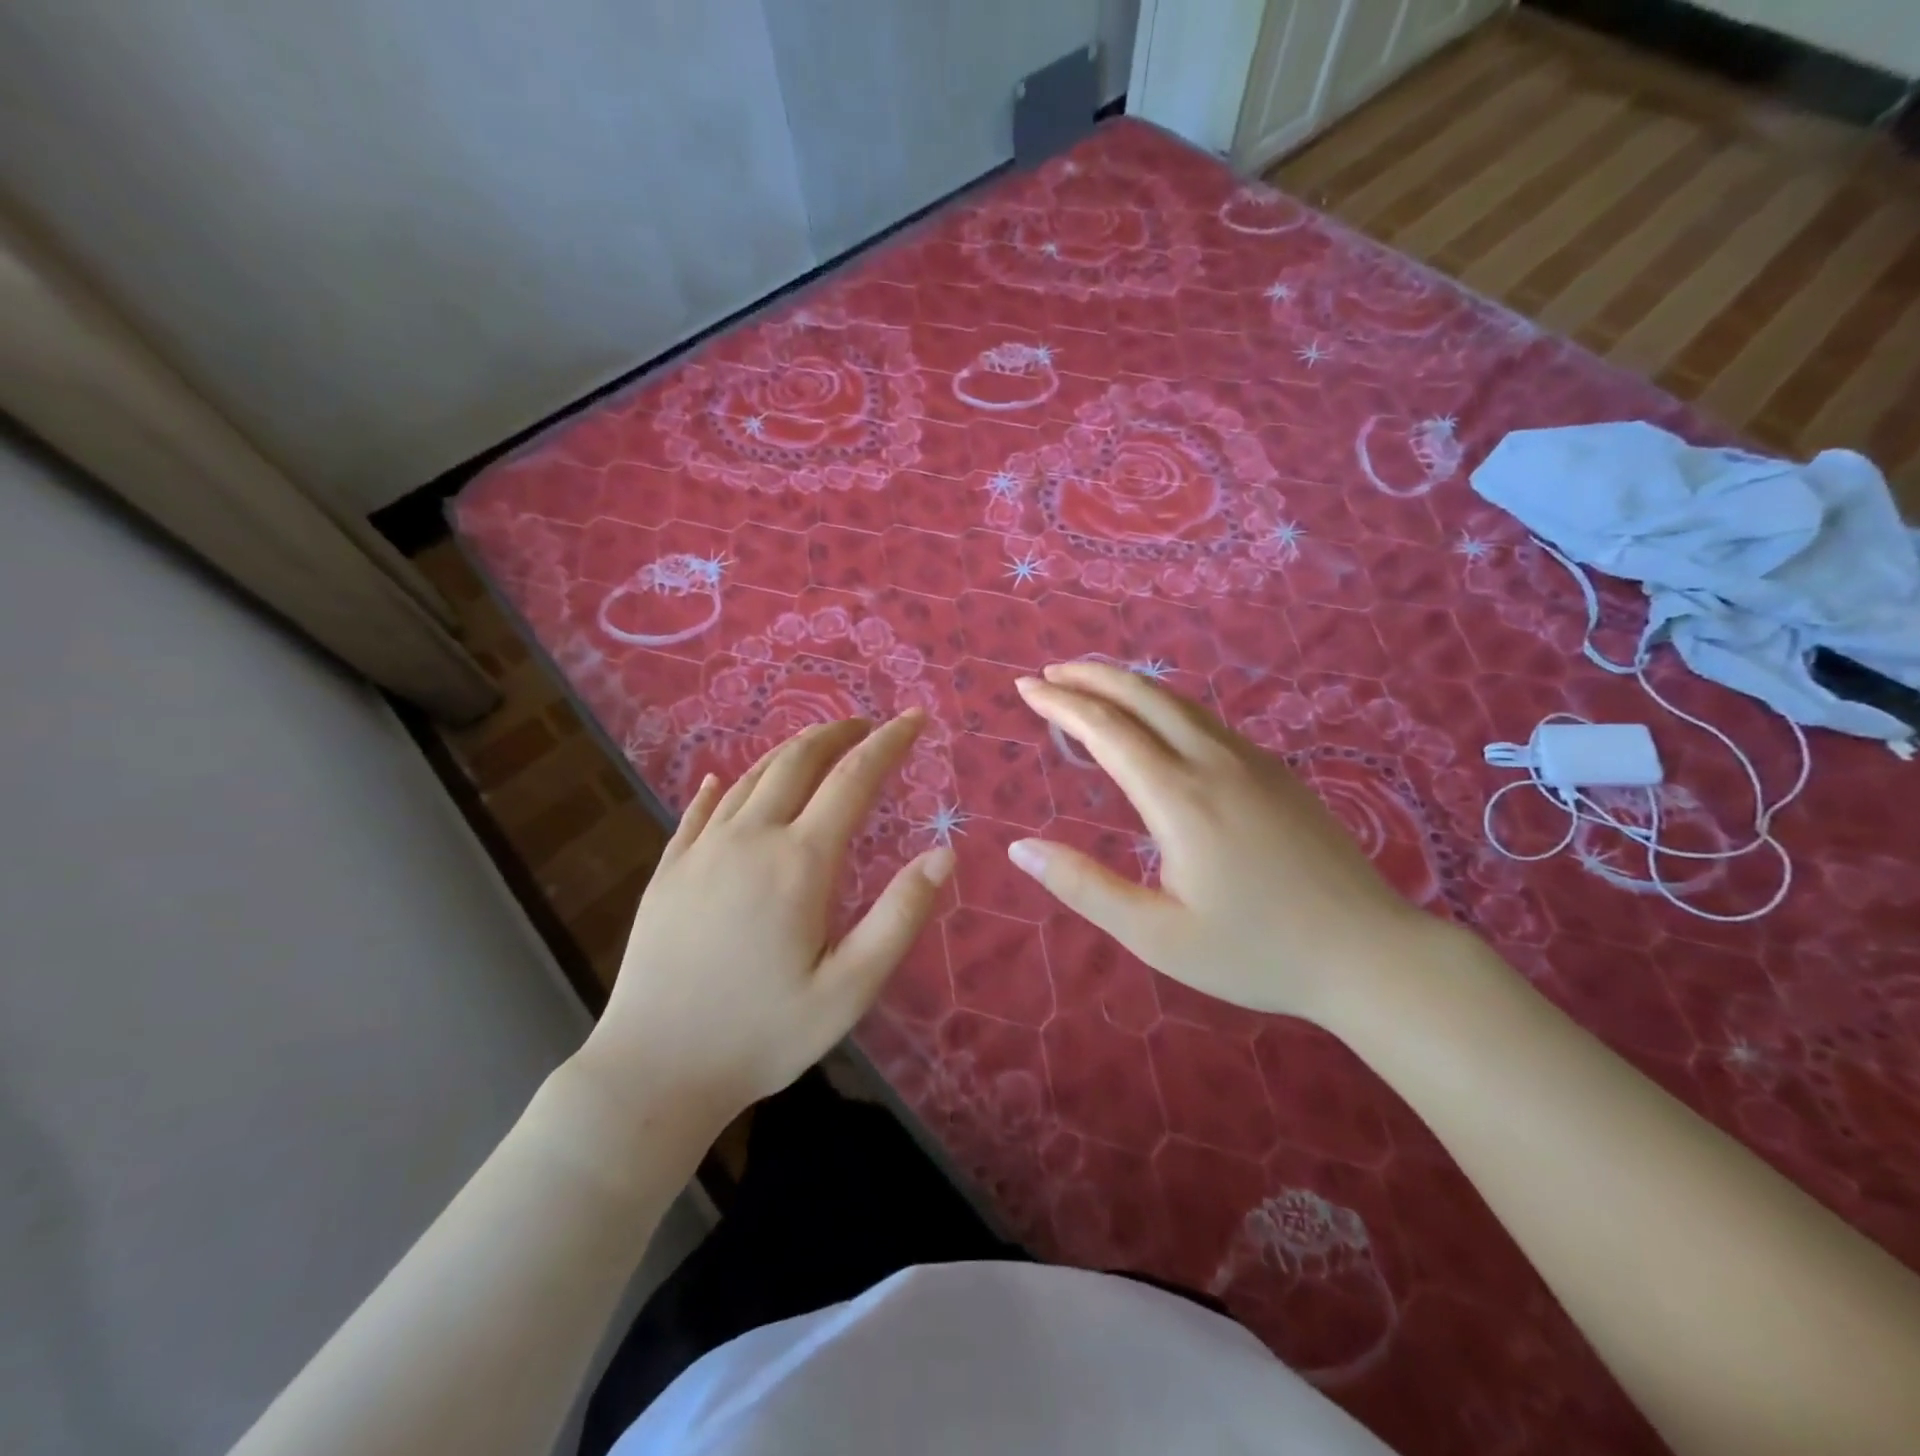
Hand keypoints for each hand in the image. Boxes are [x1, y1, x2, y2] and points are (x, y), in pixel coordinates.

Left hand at [575, 713, 951, 1129]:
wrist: (653, 1070)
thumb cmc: (762, 1034)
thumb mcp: (849, 988)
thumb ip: (900, 916)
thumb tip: (944, 854)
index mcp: (799, 862)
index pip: (853, 779)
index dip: (889, 743)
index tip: (913, 718)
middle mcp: (749, 839)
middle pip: (797, 761)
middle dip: (837, 734)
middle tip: (865, 726)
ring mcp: (701, 851)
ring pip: (751, 778)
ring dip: (789, 753)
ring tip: (816, 747)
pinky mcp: (668, 871)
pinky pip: (701, 810)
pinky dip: (725, 786)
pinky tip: (726, 781)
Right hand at [1008, 662, 1442, 1024]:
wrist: (1370, 953)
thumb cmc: (1256, 952)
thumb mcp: (1156, 936)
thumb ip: (1084, 887)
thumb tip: (1020, 849)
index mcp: (1179, 798)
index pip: (1106, 730)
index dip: (1061, 704)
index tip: (1025, 687)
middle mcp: (1213, 763)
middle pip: (1143, 697)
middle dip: (1091, 676)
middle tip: (1049, 672)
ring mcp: (1252, 761)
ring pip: (1179, 702)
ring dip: (1128, 685)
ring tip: (1091, 685)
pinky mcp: (1276, 772)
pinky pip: (1207, 720)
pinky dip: (1164, 705)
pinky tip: (1156, 721)